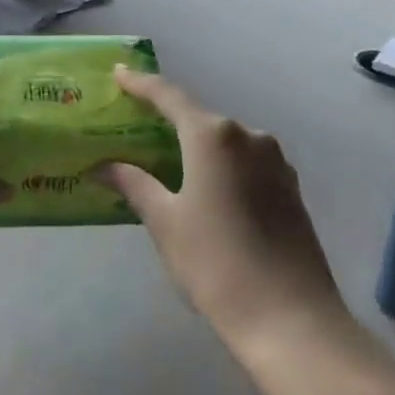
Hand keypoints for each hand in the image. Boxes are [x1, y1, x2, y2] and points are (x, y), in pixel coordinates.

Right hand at [96, 66, 350, 353]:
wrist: (291, 320)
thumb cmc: (216, 264)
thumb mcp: (165, 223)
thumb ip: (135, 185)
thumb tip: (104, 166)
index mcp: (213, 136)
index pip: (168, 96)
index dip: (141, 84)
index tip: (119, 73)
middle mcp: (248, 136)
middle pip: (199, 118)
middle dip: (168, 121)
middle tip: (136, 128)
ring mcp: (276, 162)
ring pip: (225, 142)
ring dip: (196, 147)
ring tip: (168, 163)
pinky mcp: (291, 188)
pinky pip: (246, 163)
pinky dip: (221, 166)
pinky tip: (207, 189)